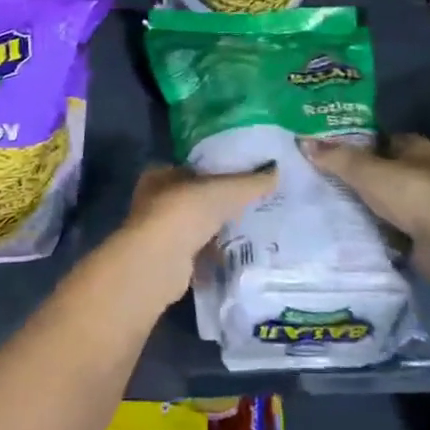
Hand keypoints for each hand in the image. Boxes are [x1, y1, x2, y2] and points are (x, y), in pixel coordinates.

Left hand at [115, 163, 274, 300]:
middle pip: (193, 199)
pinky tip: (234, 255)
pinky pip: (196, 252)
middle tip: (248, 205)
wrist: (160, 261)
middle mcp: (154, 201)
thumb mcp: (226, 189)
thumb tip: (276, 170)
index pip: (191, 168)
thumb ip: (251, 182)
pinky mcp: (166, 261)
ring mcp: (158, 233)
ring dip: (214, 230)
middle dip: (217, 204)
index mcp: (160, 174)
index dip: (214, 172)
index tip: (239, 179)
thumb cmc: (186, 211)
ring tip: (247, 230)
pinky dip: (212, 253)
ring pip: (194, 227)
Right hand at [299, 134, 429, 277]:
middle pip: (384, 170)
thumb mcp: (367, 171)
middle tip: (323, 179)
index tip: (329, 150)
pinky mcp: (425, 235)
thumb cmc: (413, 194)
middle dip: (359, 176)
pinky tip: (351, 231)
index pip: (382, 138)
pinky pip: (393, 227)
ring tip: (329, 205)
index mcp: (415, 147)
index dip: (358, 142)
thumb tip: (303, 142)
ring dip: (367, 205)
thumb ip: (337, 158)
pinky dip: (377, 230)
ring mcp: (426, 205)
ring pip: (388, 200)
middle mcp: (424, 172)